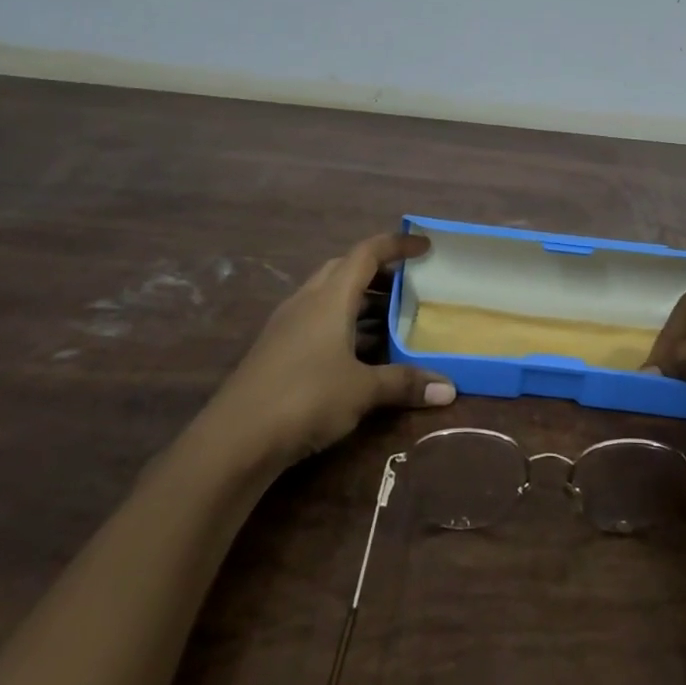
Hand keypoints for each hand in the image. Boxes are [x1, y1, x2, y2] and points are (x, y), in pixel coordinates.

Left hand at [215, 233, 455, 461]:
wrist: (234, 439)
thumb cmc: (305, 398)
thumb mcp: (362, 390)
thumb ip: (405, 383)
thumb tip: (450, 390)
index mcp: (329, 297)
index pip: (366, 253)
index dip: (397, 245)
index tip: (425, 247)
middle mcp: (306, 302)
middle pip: (344, 270)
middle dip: (378, 273)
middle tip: (408, 286)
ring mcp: (287, 326)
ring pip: (329, 297)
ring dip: (360, 302)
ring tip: (391, 321)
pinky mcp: (277, 350)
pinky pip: (317, 322)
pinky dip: (343, 326)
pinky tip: (359, 354)